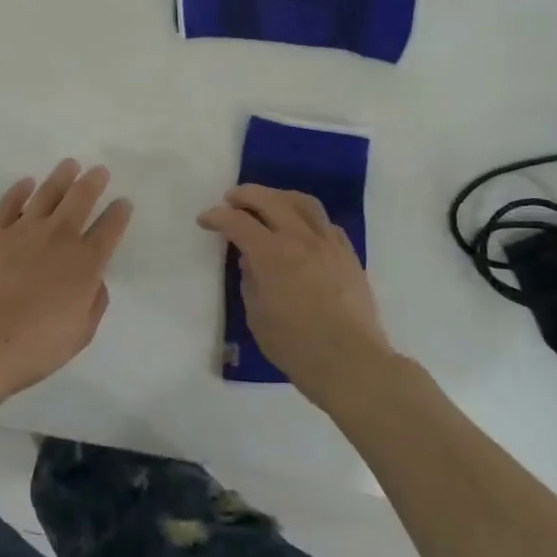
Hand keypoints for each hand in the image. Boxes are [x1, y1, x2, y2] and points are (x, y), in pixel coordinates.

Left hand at [0, 160, 133, 399]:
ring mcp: (23, 230)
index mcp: (85, 263)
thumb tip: (95, 281)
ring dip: (62, 176)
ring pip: (48, 193)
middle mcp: (58, 237)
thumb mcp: (81, 333)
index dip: (119, 213)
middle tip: (99, 170)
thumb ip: (94, 302)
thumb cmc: (35, 347)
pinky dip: (20, 190)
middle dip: (94, 182)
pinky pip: (10, 202)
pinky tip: (26, 183)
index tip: (124, 202)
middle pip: (81, 199)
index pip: (110, 229)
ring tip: (70, 164)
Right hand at [197, 185, 394, 407]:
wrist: (351, 362)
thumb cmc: (296, 346)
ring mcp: (328, 243)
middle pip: (270, 200)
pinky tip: (302, 229)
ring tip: (268, 202)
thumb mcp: (257, 316)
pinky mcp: (348, 255)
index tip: (205, 220)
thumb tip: (251, 263)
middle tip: (231, 199)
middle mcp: (300, 238)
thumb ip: (250, 281)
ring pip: (303, 202)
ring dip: (279, 197)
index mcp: (271, 254)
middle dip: (245, 195)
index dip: (217, 217)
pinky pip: (325, 223)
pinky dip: (307, 218)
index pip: (238, 222)